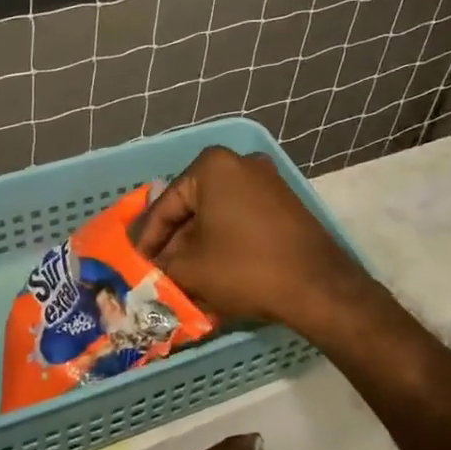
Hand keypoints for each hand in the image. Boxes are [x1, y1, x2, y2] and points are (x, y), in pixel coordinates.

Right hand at [132, 147, 369, 330]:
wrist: (317, 286)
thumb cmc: (245, 268)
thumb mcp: (190, 269)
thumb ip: (161, 263)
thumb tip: (150, 266)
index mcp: (212, 165)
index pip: (166, 205)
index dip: (147, 240)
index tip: (133, 264)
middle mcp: (241, 162)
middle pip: (192, 206)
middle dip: (174, 241)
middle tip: (157, 271)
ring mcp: (267, 181)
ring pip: (217, 214)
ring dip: (198, 244)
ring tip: (181, 276)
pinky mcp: (285, 203)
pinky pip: (241, 219)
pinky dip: (223, 241)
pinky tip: (213, 269)